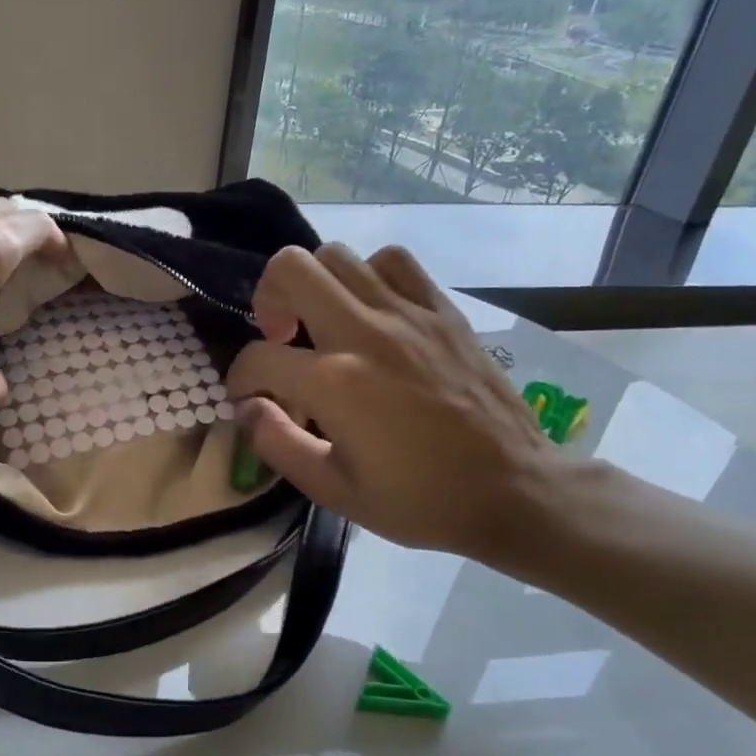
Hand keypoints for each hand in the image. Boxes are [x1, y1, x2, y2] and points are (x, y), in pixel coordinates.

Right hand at [226, 243, 551, 558]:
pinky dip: (369, 276)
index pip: (257, 358)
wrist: (514, 491)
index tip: (252, 399)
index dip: (240, 379)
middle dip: (267, 300)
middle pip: (290, 269)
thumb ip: (276, 443)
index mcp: (335, 383)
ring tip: (324, 322)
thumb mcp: (332, 491)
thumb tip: (249, 406)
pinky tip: (372, 311)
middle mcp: (365, 333)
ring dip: (315, 285)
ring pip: (338, 255)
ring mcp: (408, 314)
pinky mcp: (442, 310)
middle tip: (280, 337)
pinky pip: (393, 262)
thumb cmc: (420, 500)